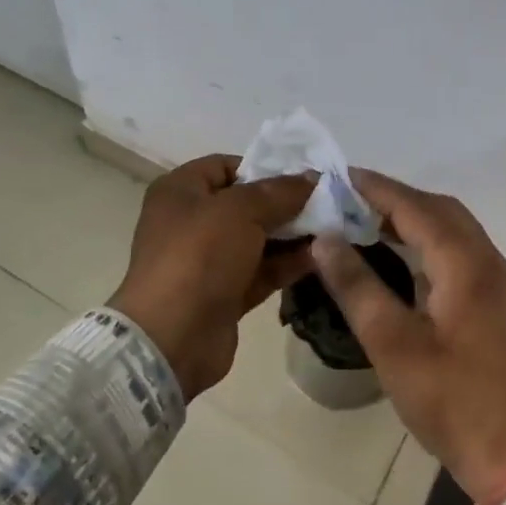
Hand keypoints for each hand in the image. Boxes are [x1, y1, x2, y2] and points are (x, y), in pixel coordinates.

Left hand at [110, 155, 316, 399]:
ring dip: (291, 235)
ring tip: (333, 229)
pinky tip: (321, 258)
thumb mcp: (240, 211)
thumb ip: (279, 192)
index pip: (225, 166)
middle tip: (327, 203)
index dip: (263, 168)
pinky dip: (286, 264)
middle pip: (245, 204)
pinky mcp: (223, 294)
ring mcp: (206, 261)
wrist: (173, 337)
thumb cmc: (199, 256)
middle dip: (285, 204)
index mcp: (180, 191)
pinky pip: (260, 271)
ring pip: (256, 239)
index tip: (302, 177)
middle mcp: (190, 221)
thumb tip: (312, 177)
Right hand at [310, 169, 505, 504]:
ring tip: (367, 222)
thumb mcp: (393, 344)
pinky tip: (402, 259)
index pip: (416, 208)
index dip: (377, 188)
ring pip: (454, 232)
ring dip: (414, 219)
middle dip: (395, 199)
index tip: (338, 176)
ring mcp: (500, 285)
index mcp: (467, 265)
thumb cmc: (452, 401)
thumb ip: (357, 286)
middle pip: (440, 211)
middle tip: (349, 200)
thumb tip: (325, 239)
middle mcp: (490, 263)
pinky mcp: (500, 306)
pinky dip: (429, 243)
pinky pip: (461, 254)